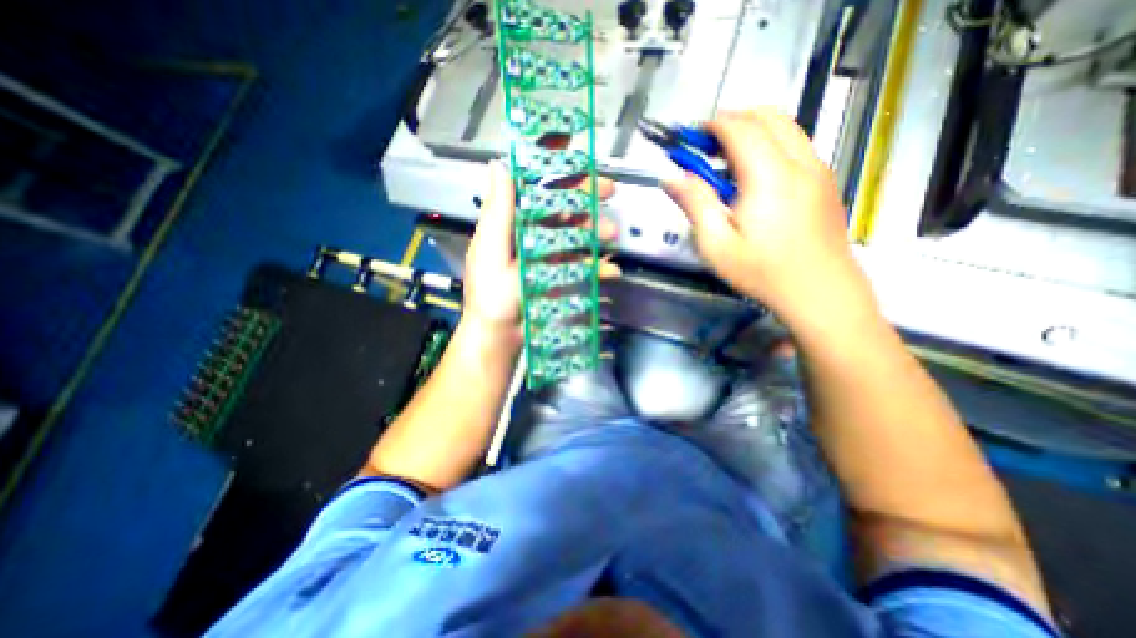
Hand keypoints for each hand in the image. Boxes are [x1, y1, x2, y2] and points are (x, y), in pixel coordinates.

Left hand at [460, 162, 616, 345]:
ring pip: (577, 232)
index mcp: (512, 222)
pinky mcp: (561, 275)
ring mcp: (549, 254)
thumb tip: (498, 164)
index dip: (548, 161)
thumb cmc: (491, 295)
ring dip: (597, 228)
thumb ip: (498, 212)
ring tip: (611, 233)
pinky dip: (597, 266)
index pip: (531, 183)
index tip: (571, 142)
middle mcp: (532, 233)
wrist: (501, 335)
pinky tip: (609, 269)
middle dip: (585, 193)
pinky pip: (583, 264)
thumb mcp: (491, 251)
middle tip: (608, 189)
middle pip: (561, 204)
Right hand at [667, 108, 862, 323]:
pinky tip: (755, 177)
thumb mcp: (717, 245)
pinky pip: (797, 146)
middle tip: (708, 145)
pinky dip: (772, 145)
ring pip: (787, 127)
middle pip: (769, 116)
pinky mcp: (825, 182)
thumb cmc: (763, 272)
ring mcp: (818, 170)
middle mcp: (799, 163)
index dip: (713, 125)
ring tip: (727, 161)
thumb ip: (695, 205)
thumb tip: (671, 179)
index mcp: (769, 176)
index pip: (741, 128)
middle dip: (734, 120)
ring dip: (754, 131)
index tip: (691, 137)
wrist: (820, 292)